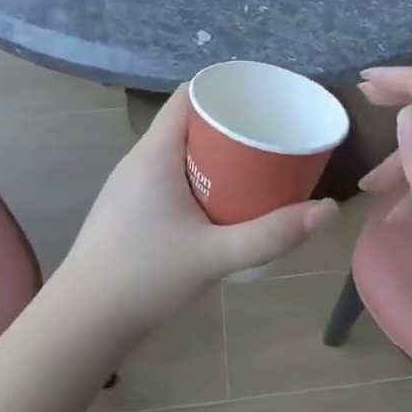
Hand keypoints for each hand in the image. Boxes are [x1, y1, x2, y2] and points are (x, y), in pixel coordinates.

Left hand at [55, 86, 337, 336]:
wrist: (82, 324)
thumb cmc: (144, 277)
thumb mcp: (215, 256)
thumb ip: (272, 234)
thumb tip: (328, 209)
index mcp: (154, 153)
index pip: (189, 95)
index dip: (226, 88)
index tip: (265, 98)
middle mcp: (139, 160)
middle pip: (189, 122)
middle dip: (232, 124)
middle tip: (274, 135)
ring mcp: (131, 186)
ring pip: (181, 151)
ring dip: (217, 153)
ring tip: (258, 165)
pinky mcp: (131, 210)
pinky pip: (172, 175)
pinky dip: (201, 176)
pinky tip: (224, 201)